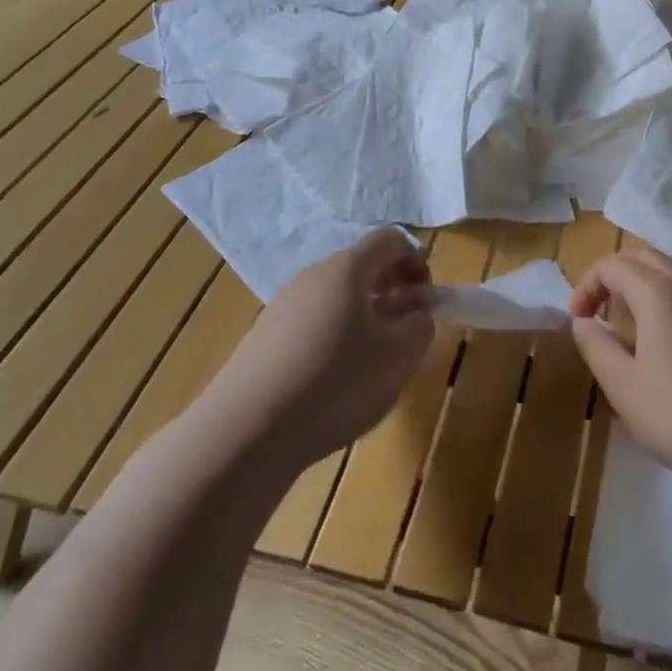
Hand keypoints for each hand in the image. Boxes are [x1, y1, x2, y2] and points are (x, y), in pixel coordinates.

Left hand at [208, 229, 434, 471]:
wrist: (246, 431)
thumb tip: (417, 310)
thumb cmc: (336, 383)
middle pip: (362, 266)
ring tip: (373, 360)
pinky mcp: (265, 336)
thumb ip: (421, 323)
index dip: (417, 260)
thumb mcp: (399, 356)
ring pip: (337, 295)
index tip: (426, 300)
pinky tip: (335, 379)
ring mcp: (284, 304)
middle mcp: (314, 275)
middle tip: (406, 331)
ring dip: (365, 315)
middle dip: (392, 290)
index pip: (390, 239)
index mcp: (348, 268)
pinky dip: (335, 336)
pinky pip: (313, 320)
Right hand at [569, 247, 671, 500]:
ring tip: (635, 317)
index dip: (588, 286)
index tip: (578, 321)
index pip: (613, 265)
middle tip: (601, 312)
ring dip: (648, 280)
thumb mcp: (622, 386)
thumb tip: (582, 322)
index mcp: (658, 293)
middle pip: (646, 256)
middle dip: (615, 275)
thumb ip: (596, 346)